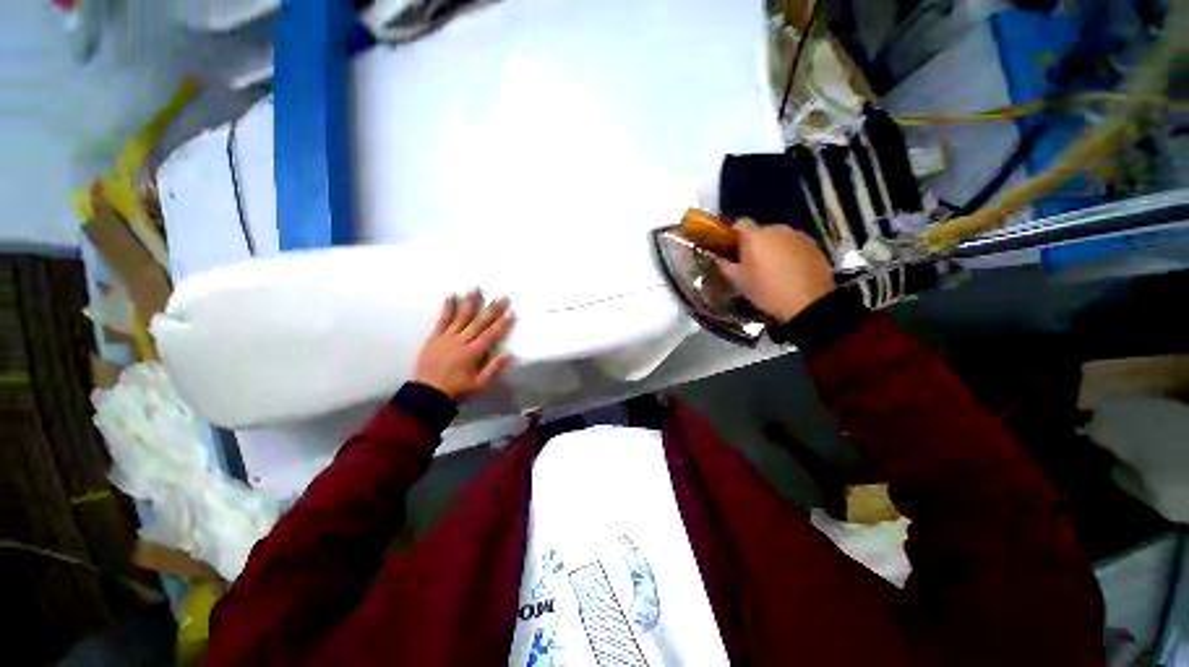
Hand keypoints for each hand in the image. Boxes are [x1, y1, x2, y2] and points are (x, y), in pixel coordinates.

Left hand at [413, 290, 514, 400]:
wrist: (427, 394)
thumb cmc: (457, 390)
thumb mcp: (480, 385)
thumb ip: (493, 369)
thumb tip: (508, 354)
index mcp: (473, 353)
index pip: (491, 334)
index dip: (502, 323)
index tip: (511, 312)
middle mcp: (461, 341)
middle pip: (479, 322)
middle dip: (492, 309)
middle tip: (502, 296)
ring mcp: (447, 337)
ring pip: (461, 317)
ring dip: (470, 302)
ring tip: (476, 288)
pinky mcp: (435, 337)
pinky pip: (442, 320)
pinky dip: (447, 308)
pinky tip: (451, 296)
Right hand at [717, 220, 833, 322]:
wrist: (809, 303)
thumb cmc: (766, 290)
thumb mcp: (738, 282)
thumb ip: (725, 266)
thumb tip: (718, 259)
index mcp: (755, 236)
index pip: (739, 223)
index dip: (734, 236)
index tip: (732, 251)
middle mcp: (777, 228)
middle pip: (760, 232)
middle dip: (755, 245)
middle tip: (752, 266)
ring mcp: (798, 235)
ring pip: (779, 238)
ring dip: (773, 249)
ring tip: (773, 270)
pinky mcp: (815, 245)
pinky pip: (795, 245)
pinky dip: (790, 255)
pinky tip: (790, 273)